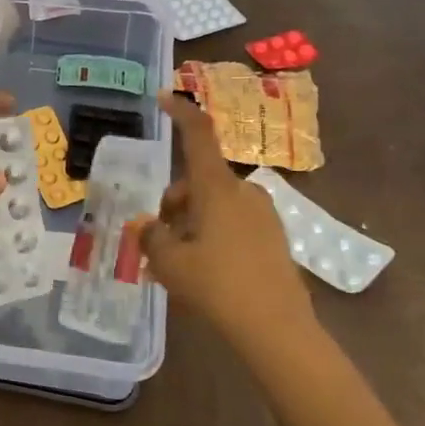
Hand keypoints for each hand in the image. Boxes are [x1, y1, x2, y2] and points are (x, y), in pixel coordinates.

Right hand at [142, 93, 315, 339]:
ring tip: (177, 264)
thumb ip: (151, 237)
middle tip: (158, 240)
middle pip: (198, 181)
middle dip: (174, 203)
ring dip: (192, 223)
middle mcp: (244, 192)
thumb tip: (147, 227)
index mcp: (217, 187)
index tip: (164, 97)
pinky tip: (205, 272)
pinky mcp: (274, 238)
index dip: (181, 112)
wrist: (277, 329)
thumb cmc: (216, 286)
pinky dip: (213, 236)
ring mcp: (264, 215)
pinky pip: (234, 224)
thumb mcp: (169, 262)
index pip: (199, 135)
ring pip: (215, 205)